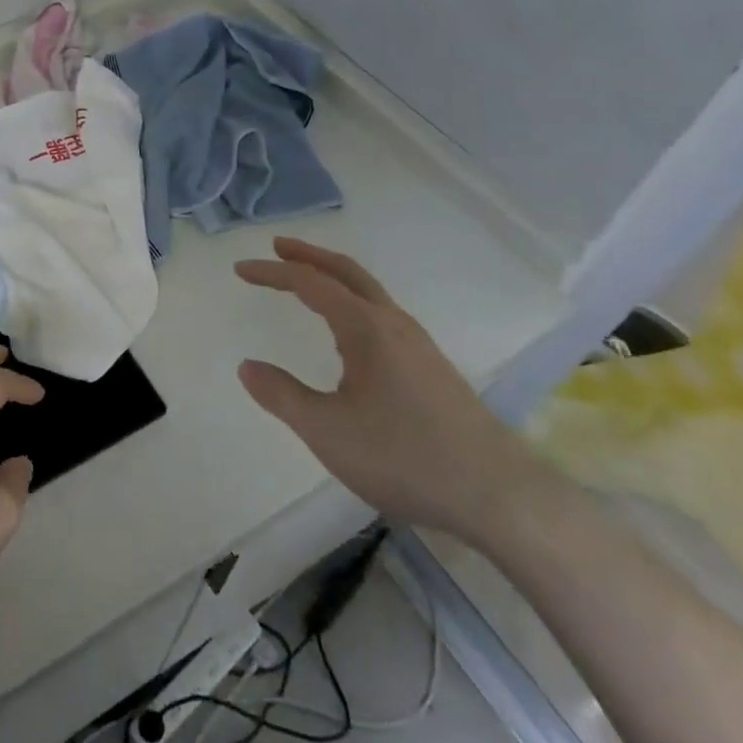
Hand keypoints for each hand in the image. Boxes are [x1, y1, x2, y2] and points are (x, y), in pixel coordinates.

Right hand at [236, 238, 552, 544]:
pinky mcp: (433, 368)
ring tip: (308, 282)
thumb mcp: (328, 432)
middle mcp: (393, 324)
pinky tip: (351, 332)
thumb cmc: (406, 457)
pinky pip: (382, 313)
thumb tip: (247, 367)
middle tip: (278, 246)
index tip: (241, 269)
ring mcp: (419, 345)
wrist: (501, 496)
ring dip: (334, 277)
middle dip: (309, 256)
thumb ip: (282, 396)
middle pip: (346, 272)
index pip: (310, 283)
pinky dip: (353, 300)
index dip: (273, 273)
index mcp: (365, 328)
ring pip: (369, 292)